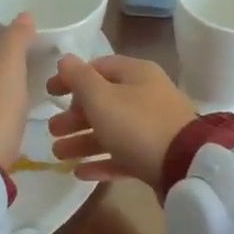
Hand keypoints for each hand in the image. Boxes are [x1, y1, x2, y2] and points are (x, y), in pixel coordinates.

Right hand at [46, 53, 196, 184]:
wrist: (185, 165)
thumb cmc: (137, 124)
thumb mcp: (102, 98)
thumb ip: (80, 78)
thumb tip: (65, 59)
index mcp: (137, 74)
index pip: (98, 68)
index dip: (71, 79)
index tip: (48, 93)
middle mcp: (147, 96)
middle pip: (104, 102)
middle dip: (74, 116)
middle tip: (52, 130)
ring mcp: (154, 127)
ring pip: (111, 130)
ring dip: (83, 141)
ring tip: (58, 155)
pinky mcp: (156, 156)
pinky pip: (123, 155)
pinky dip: (102, 161)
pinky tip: (80, 173)